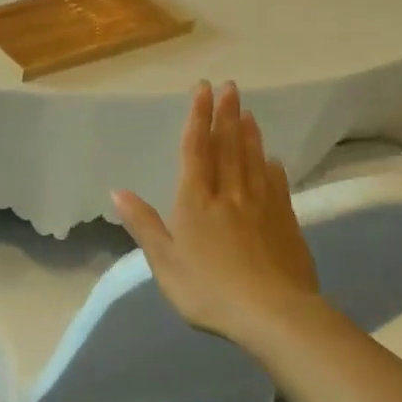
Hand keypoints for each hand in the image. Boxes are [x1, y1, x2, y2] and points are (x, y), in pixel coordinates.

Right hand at [113, 82, 322, 352]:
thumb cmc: (209, 289)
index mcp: (196, 202)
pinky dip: (273, 168)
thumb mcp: (164, 261)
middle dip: (226, 115)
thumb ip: (143, 224)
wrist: (274, 315)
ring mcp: (261, 207)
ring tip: (247, 111)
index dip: (198, 118)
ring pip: (253, 161)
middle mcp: (229, 195)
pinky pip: (277, 186)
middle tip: (230, 87)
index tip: (203, 89)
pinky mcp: (285, 224)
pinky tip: (273, 160)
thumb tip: (117, 192)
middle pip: (227, 147)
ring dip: (249, 134)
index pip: (196, 150)